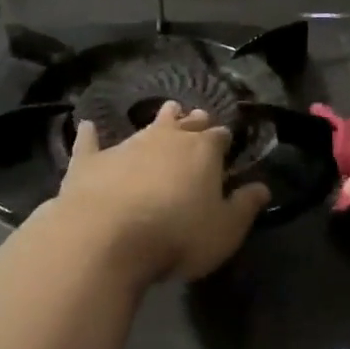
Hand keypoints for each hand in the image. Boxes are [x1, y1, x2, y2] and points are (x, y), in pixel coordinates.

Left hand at [51, 101, 270, 283]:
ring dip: (159, 120)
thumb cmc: (176, 236)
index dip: (224, 140)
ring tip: (168, 110)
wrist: (106, 238)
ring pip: (147, 126)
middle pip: (185, 124)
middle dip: (194, 121)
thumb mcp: (224, 230)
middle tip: (198, 118)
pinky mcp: (90, 161)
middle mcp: (166, 139)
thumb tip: (262, 188)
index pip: (219, 138)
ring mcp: (126, 146)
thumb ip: (245, 207)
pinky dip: (90, 135)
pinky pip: (90, 142)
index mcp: (202, 152)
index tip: (227, 143)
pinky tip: (86, 126)